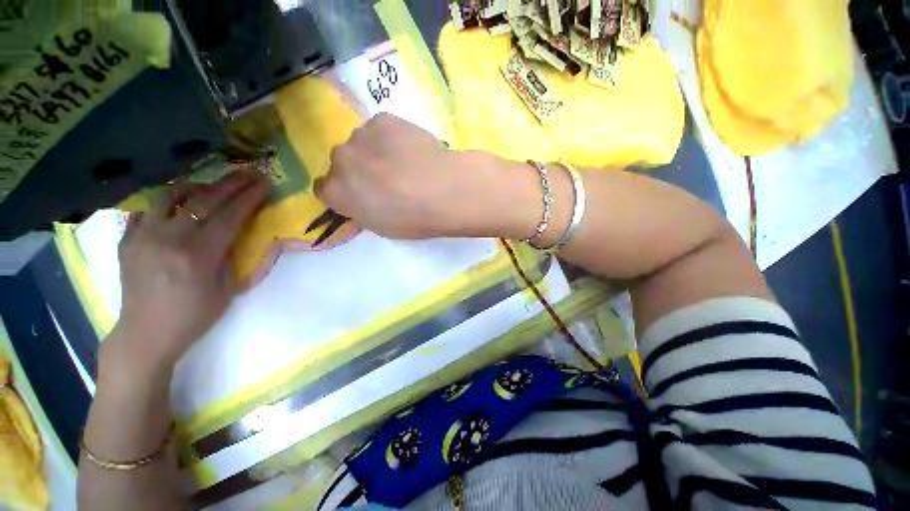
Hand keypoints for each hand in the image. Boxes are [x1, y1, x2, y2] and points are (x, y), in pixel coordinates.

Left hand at [105, 171, 268, 374]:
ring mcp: (143, 237)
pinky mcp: (127, 239)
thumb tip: (236, 231)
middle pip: (204, 200)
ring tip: (212, 186)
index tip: (264, 184)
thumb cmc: (194, 316)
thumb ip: (230, 255)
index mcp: (198, 256)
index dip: (249, 197)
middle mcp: (169, 239)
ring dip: (197, 186)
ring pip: (170, 195)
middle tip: (248, 173)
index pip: (229, 216)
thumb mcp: (226, 289)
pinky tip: (178, 206)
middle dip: (231, 184)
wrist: (145, 333)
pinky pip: (147, 209)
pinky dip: (167, 203)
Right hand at [317, 113, 502, 238]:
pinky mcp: (383, 120)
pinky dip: (392, 137)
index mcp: (335, 192)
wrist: (442, 191)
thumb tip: (363, 197)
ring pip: (361, 144)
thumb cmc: (412, 219)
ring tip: (404, 163)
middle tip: (387, 179)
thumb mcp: (381, 226)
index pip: (325, 188)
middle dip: (359, 171)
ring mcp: (360, 136)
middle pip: (342, 163)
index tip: (361, 196)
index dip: (344, 193)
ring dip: (375, 152)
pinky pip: (381, 129)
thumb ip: (362, 209)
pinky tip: (412, 149)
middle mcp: (339, 160)